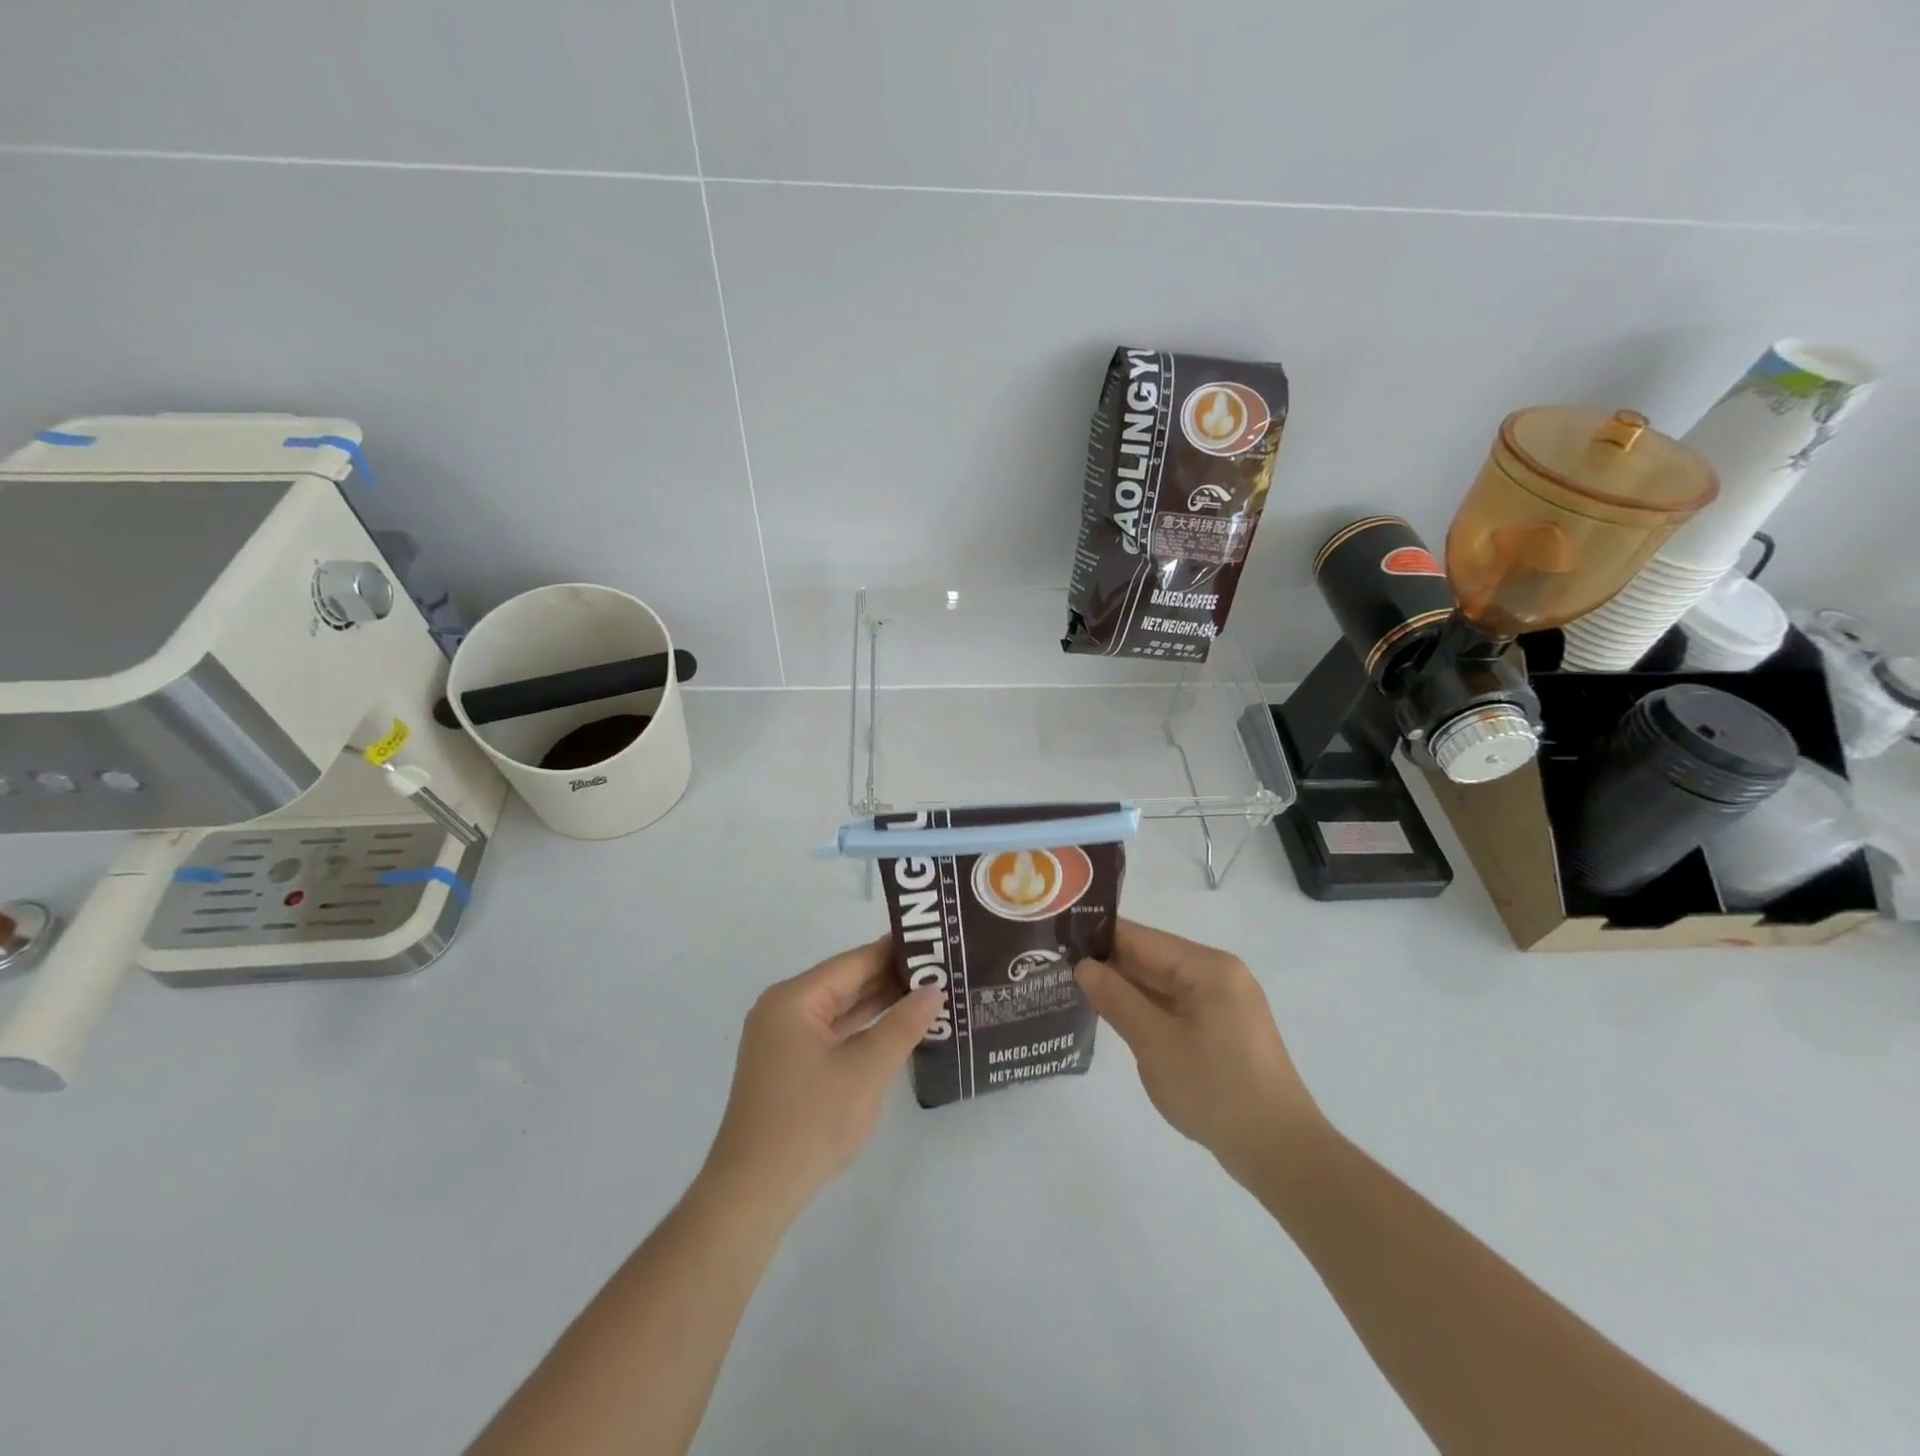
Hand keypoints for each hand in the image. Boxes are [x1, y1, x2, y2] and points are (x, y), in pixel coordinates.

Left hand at [703, 938, 940, 1214]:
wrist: (753, 1194)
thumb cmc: (809, 1124)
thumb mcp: (866, 1071)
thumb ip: (903, 1025)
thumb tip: (935, 989)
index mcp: (795, 998)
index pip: (855, 962)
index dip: (897, 951)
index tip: (938, 942)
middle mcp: (785, 1008)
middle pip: (847, 982)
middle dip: (893, 977)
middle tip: (943, 968)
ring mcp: (784, 1038)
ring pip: (842, 1008)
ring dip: (881, 1004)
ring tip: (931, 992)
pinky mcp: (789, 1064)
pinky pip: (834, 1033)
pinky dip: (864, 1030)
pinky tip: (899, 1028)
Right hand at [1076, 920, 1323, 1185]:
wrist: (1281, 1153)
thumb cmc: (1216, 1090)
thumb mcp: (1155, 1043)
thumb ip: (1116, 999)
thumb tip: (1084, 966)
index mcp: (1207, 967)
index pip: (1141, 938)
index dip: (1098, 938)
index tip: (1057, 940)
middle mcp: (1219, 975)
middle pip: (1153, 958)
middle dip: (1109, 965)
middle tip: (1057, 967)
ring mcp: (1224, 1003)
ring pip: (1163, 984)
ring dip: (1126, 989)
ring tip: (1075, 989)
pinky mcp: (1224, 1030)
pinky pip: (1176, 1007)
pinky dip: (1147, 1010)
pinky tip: (1115, 1017)